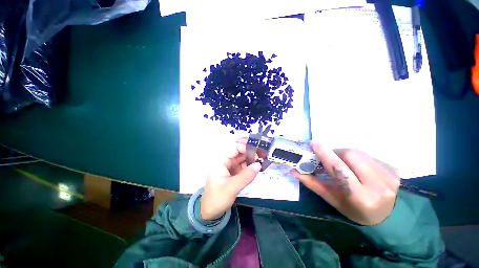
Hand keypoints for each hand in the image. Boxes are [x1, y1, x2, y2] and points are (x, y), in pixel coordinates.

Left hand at [201, 139, 261, 220]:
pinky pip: (243, 167)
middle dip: (250, 152)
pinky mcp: (233, 173)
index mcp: (221, 161)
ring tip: (263, 160)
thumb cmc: (217, 198)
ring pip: (242, 159)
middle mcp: (225, 162)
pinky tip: (257, 167)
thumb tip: (259, 165)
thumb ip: (246, 176)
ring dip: (251, 159)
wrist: (210, 213)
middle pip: (239, 152)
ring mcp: (230, 167)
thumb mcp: (232, 188)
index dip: (245, 147)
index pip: (234, 148)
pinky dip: (250, 166)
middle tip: (263, 155)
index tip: (257, 151)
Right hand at [292, 142, 400, 224]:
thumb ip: (313, 184)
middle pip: (351, 155)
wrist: (391, 216)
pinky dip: (358, 157)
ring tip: (345, 164)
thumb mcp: (334, 201)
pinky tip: (359, 167)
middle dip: (336, 153)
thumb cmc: (357, 211)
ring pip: (359, 153)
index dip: (325, 154)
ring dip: (346, 154)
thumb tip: (295, 171)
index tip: (314, 143)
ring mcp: (389, 175)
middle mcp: (378, 184)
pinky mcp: (394, 169)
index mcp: (360, 196)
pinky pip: (368, 155)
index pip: (339, 169)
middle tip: (330, 159)